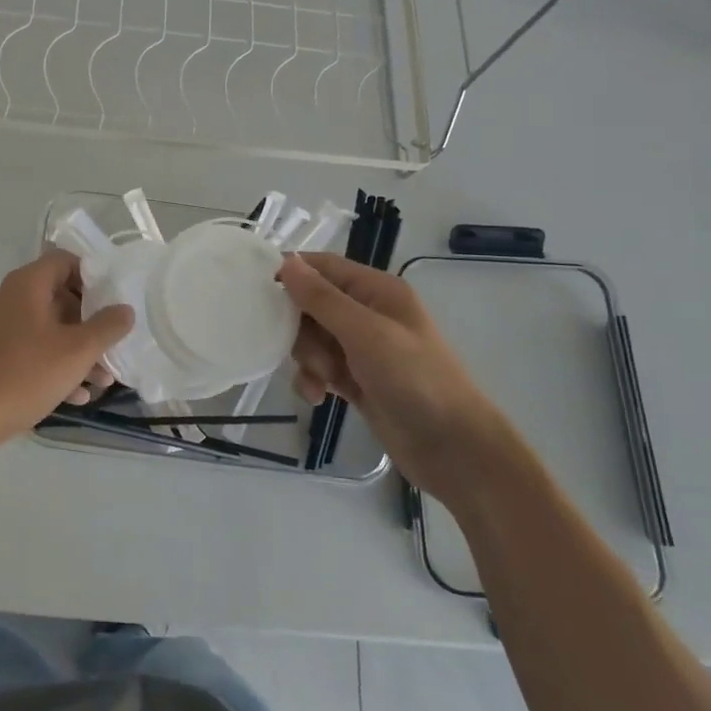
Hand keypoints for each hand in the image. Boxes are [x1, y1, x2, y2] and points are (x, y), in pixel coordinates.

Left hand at [0, 250, 134, 452]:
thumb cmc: (26, 374)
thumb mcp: (77, 351)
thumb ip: (107, 326)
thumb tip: (125, 309)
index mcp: (27, 284)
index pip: (65, 261)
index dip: (93, 277)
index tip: (113, 302)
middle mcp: (9, 297)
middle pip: (59, 297)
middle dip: (89, 324)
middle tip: (111, 347)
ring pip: (47, 329)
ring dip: (76, 351)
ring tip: (102, 381)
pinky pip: (30, 350)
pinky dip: (54, 365)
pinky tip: (75, 396)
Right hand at [278, 253, 510, 501]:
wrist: (454, 449)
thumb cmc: (415, 379)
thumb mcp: (365, 333)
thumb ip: (322, 298)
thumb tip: (287, 261)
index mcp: (376, 291)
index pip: (322, 267)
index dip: (291, 273)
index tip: (256, 291)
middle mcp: (367, 313)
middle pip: (311, 304)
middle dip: (300, 328)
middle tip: (307, 351)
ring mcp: (362, 348)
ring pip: (311, 338)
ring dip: (307, 358)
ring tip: (322, 380)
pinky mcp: (356, 379)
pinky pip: (319, 368)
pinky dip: (313, 379)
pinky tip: (319, 397)